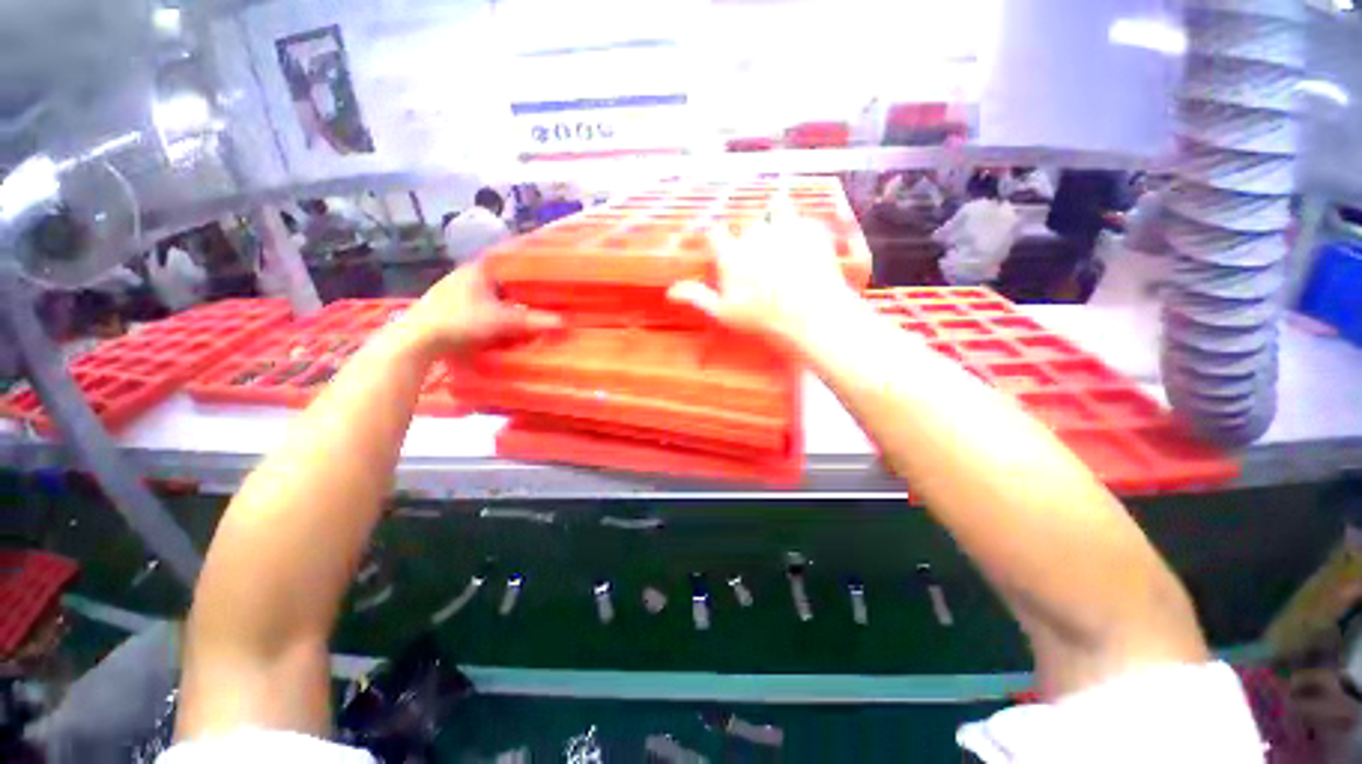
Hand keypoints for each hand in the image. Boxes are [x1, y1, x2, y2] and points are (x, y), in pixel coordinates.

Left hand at [401, 263, 560, 355]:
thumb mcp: (502, 321)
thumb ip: (534, 321)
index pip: (510, 260)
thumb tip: (565, 322)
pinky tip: (505, 324)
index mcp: (479, 269)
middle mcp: (468, 276)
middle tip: (544, 297)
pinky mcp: (451, 308)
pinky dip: (496, 313)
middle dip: (523, 289)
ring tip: (529, 312)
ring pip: (492, 294)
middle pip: (503, 279)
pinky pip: (482, 306)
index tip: (549, 272)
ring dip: (509, 303)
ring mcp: (457, 292)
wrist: (416, 340)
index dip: (530, 266)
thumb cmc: (460, 321)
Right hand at [667, 213, 862, 346]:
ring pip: (774, 210)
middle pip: (746, 223)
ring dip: (775, 222)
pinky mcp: (810, 228)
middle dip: (750, 236)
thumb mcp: (725, 312)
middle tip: (761, 260)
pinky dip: (801, 230)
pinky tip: (804, 250)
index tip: (727, 253)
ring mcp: (783, 227)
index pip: (716, 233)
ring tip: (782, 244)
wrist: (812, 315)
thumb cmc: (762, 317)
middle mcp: (754, 233)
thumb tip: (670, 291)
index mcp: (731, 253)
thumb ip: (698, 297)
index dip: (720, 241)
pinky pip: (802, 218)